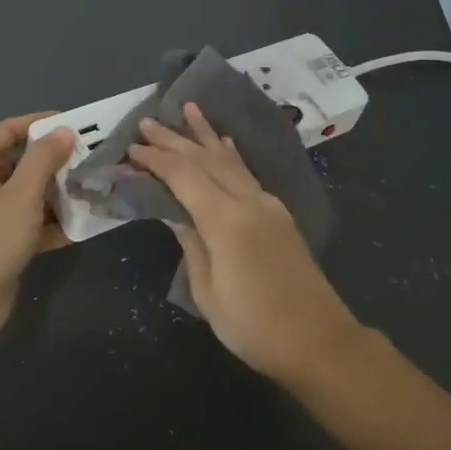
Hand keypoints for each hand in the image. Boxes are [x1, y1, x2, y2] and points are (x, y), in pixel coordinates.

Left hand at [0, 113, 73, 346]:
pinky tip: (83, 225)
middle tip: (92, 159)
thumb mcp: (21, 195)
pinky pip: (31, 223)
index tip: (76, 124)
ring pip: (28, 195)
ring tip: (94, 189)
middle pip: (20, 162)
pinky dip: (53, 223)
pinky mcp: (1, 243)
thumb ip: (44, 160)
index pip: (8, 131)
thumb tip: (63, 131)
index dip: (40, 124)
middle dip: (55, 161)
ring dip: (58, 193)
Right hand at [128, 103, 364, 382]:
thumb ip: (191, 244)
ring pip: (231, 160)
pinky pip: (247, 173)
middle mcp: (249, 202)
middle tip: (148, 121)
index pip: (185, 177)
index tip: (132, 148)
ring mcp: (268, 205)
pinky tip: (224, 143)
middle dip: (176, 139)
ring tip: (188, 109)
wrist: (318, 340)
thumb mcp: (209, 292)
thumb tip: (174, 213)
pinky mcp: (279, 214)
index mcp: (227, 221)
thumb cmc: (254, 326)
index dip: (157, 160)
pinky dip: (230, 155)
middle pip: (207, 160)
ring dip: (206, 135)